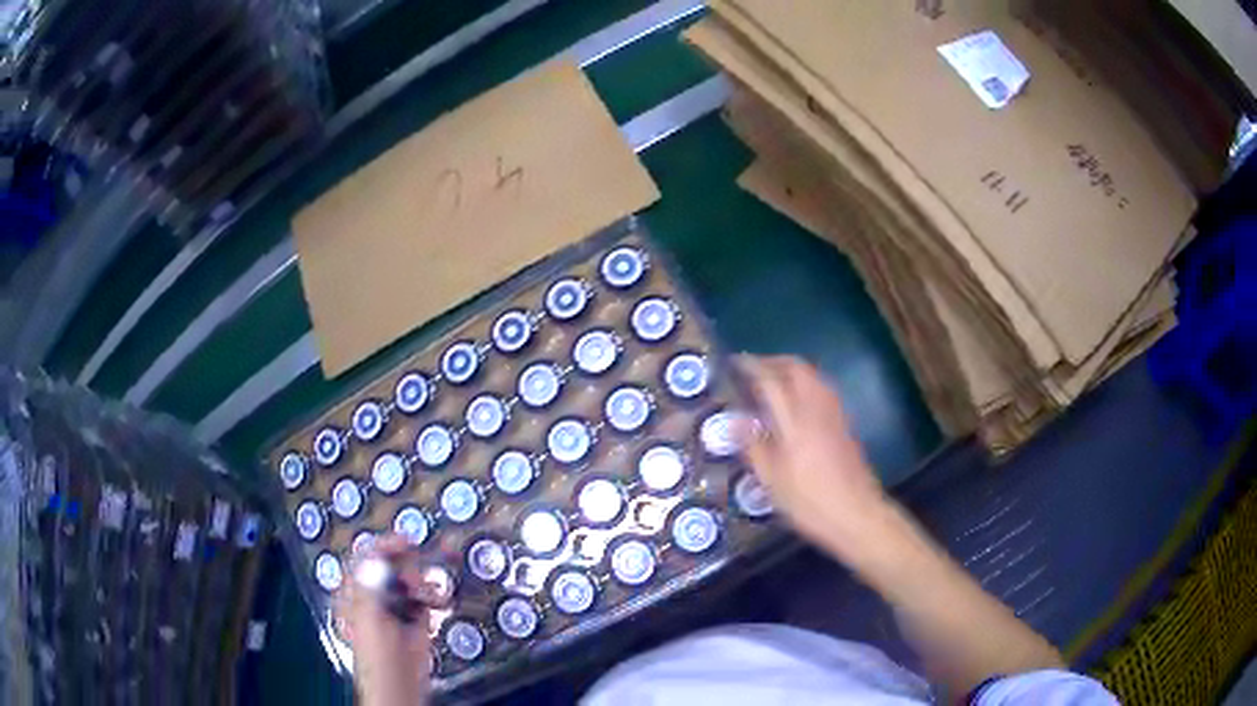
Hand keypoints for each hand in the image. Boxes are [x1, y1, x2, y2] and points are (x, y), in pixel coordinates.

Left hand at [337, 535, 446, 705]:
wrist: (399, 684)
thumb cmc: (377, 652)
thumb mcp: (369, 614)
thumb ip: (372, 582)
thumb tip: (377, 554)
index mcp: (355, 590)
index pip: (366, 558)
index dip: (384, 546)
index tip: (407, 540)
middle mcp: (374, 594)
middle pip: (392, 566)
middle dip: (408, 567)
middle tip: (418, 579)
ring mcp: (395, 606)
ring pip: (411, 580)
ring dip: (424, 583)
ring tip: (431, 596)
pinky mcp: (415, 618)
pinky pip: (424, 597)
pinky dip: (433, 596)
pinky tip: (439, 602)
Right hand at [734, 355, 893, 561]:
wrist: (856, 513)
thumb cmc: (809, 502)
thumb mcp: (771, 480)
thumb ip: (753, 445)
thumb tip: (734, 419)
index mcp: (795, 420)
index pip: (770, 380)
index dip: (751, 366)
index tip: (734, 362)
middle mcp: (816, 408)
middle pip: (797, 368)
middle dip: (774, 361)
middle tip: (753, 369)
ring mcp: (834, 414)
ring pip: (813, 375)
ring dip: (791, 370)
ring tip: (771, 382)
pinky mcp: (845, 423)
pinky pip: (823, 389)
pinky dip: (805, 383)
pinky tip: (795, 402)